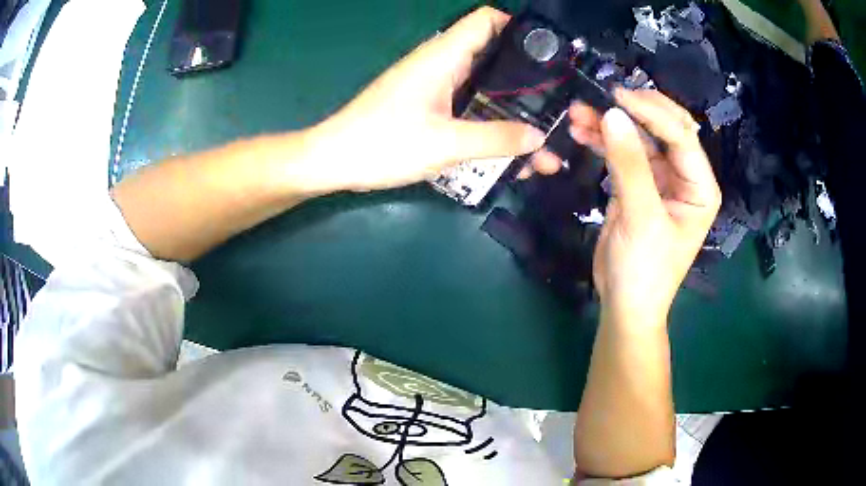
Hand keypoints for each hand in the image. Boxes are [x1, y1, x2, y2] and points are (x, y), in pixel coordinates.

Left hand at [302, 7, 547, 192]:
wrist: (334, 160)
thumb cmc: (383, 144)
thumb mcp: (445, 143)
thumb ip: (495, 138)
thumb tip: (538, 138)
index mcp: (443, 57)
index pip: (486, 21)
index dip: (518, 28)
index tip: (548, 55)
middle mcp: (441, 64)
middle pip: (493, 55)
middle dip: (526, 77)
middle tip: (557, 102)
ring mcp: (433, 85)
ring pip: (482, 84)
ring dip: (511, 105)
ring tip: (541, 133)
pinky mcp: (427, 105)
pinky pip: (467, 104)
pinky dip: (489, 119)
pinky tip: (508, 143)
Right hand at [572, 90, 720, 325]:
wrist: (624, 304)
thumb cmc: (646, 270)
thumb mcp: (642, 218)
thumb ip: (630, 165)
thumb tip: (611, 114)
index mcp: (700, 186)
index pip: (681, 136)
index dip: (652, 113)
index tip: (618, 96)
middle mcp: (683, 177)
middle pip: (663, 129)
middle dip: (633, 111)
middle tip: (603, 96)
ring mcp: (659, 179)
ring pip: (638, 138)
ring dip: (610, 124)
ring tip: (579, 112)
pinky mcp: (636, 185)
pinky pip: (621, 154)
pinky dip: (602, 141)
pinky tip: (582, 131)